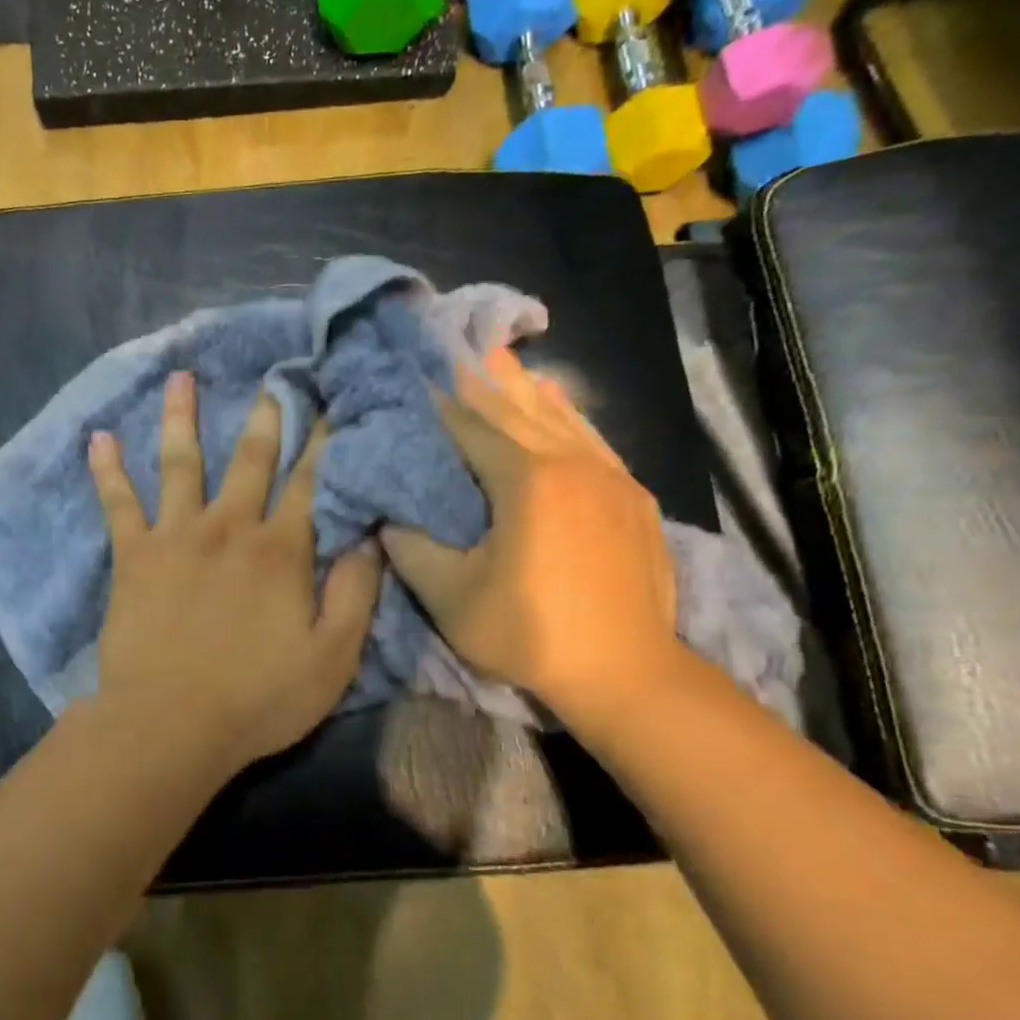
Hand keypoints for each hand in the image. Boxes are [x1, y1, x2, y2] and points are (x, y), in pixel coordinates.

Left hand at [87, 372, 381, 775]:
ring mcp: (176, 535)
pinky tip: (98, 437)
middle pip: (251, 459)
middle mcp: (229, 527)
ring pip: (181, 463)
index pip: (310, 483)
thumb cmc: (258, 698)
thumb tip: (369, 536)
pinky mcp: (133, 555)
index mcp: (281, 551)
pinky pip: (118, 503)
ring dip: (182, 418)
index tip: (331, 403)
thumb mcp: (332, 657)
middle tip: (272, 376)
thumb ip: (355, 593)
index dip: (325, 442)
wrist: (170, 724)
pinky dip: (108, 470)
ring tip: (180, 377)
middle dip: (266, 416)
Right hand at [380, 350, 681, 727]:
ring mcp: (610, 477)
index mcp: (526, 482)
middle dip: (483, 380)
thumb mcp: (451, 598)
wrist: (626, 672)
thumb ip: (411, 547)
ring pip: (560, 417)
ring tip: (502, 359)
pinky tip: (558, 404)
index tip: (413, 380)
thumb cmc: (529, 634)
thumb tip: (387, 514)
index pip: (472, 429)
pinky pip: (592, 439)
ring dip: (525, 388)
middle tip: (457, 347)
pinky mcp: (632, 497)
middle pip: (518, 410)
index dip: (439, 405)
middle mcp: (571, 464)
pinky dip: (567, 415)